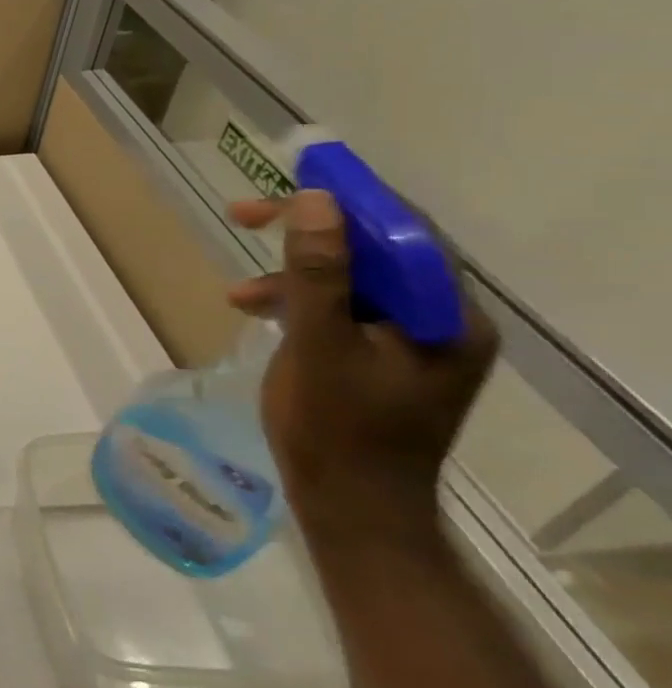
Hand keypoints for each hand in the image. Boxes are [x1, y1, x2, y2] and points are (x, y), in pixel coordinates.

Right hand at [227, 189, 499, 536]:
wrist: (350, 507)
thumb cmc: (336, 429)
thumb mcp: (319, 345)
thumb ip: (319, 272)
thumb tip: (318, 201)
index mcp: (447, 318)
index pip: (404, 234)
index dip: (349, 200)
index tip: (291, 180)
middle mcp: (442, 322)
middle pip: (375, 252)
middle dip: (307, 233)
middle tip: (243, 215)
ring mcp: (413, 342)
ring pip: (351, 280)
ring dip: (293, 274)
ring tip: (239, 291)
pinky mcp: (382, 357)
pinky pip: (342, 309)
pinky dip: (298, 303)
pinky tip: (256, 311)